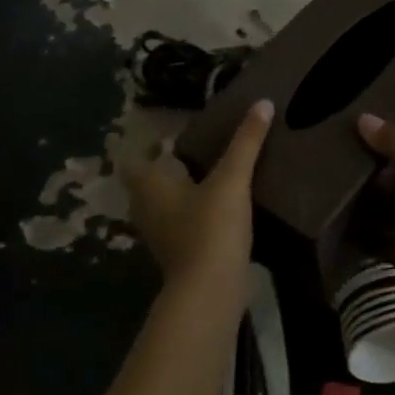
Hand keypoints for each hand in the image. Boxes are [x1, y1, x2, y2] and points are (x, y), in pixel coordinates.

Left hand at [124, 98, 273, 295]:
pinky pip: (179, 222)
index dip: (143, 145)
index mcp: (149, 185)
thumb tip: (263, 102)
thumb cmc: (210, 228)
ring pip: (163, 203)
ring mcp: (160, 234)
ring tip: (208, 172)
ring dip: (180, 190)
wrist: (210, 292)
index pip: (132, 159)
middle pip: (148, 181)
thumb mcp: (231, 179)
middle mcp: (146, 208)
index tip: (164, 133)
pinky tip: (216, 206)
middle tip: (192, 146)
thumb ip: (246, 142)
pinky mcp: (178, 253)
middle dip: (165, 166)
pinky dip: (191, 212)